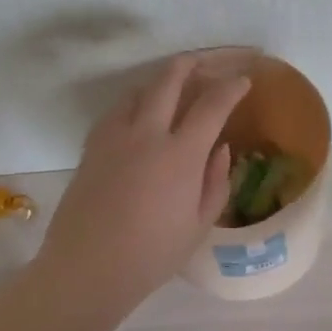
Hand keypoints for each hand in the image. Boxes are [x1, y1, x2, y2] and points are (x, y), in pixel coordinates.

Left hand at [35, 54, 250, 315]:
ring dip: (158, 81)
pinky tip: (138, 114)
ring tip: (171, 85)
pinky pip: (116, 111)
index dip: (231, 88)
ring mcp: (114, 137)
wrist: (87, 269)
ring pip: (137, 91)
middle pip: (168, 81)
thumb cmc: (152, 255)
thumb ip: (215, 182)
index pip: (212, 105)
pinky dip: (133, 102)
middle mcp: (146, 134)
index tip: (244, 81)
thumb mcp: (198, 225)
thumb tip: (220, 148)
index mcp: (180, 155)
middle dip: (190, 65)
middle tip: (203, 62)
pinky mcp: (91, 147)